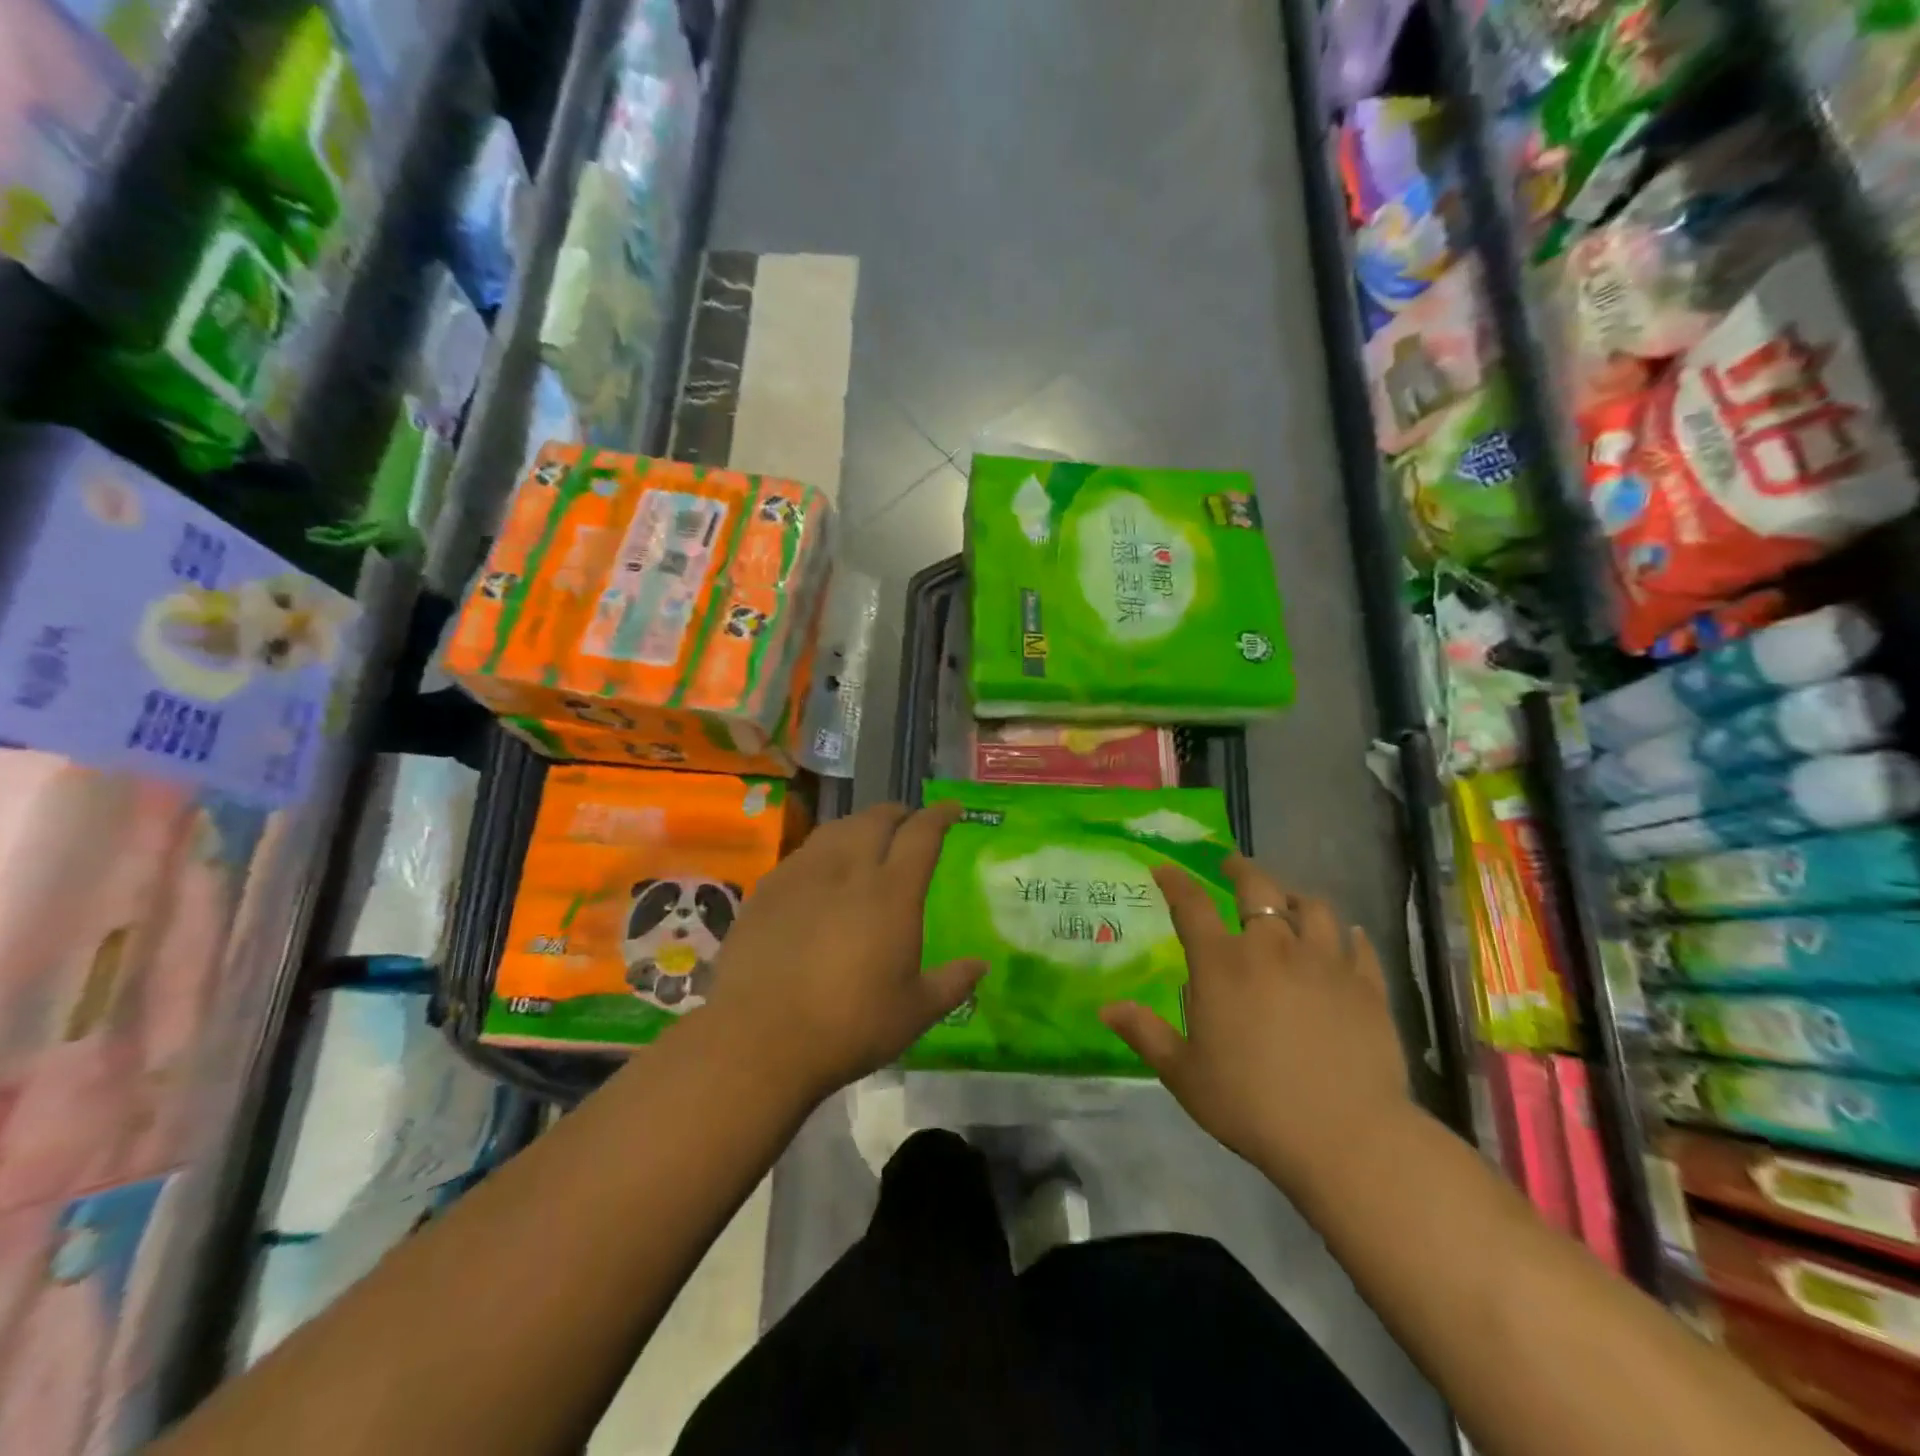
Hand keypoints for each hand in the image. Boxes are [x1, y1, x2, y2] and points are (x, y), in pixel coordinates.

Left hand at [702, 801, 985, 1099]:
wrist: (760, 1039)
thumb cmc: (849, 1027)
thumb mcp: (914, 1012)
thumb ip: (951, 983)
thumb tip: (980, 964)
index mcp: (892, 892)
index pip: (921, 834)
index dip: (939, 816)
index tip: (952, 809)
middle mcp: (848, 869)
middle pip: (875, 820)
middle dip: (897, 813)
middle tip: (908, 821)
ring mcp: (803, 875)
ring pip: (836, 829)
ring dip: (859, 825)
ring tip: (866, 836)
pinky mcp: (767, 890)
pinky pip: (803, 853)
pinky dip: (823, 850)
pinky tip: (820, 871)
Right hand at [1102, 855, 1410, 1192]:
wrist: (1346, 1138)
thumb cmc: (1252, 1105)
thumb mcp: (1184, 1075)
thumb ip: (1145, 1034)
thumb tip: (1107, 1008)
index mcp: (1222, 964)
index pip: (1191, 905)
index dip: (1175, 881)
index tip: (1164, 868)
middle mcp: (1273, 949)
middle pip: (1258, 888)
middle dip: (1240, 869)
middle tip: (1231, 865)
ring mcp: (1325, 963)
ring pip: (1313, 908)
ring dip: (1295, 898)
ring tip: (1289, 902)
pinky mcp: (1367, 986)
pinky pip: (1358, 946)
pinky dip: (1349, 936)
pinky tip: (1348, 938)